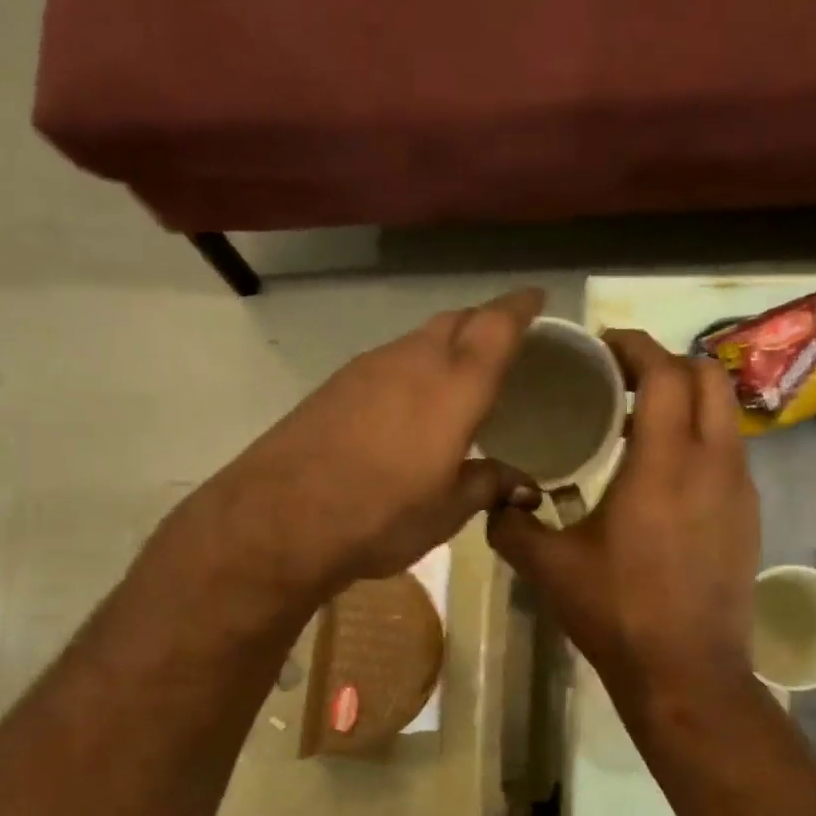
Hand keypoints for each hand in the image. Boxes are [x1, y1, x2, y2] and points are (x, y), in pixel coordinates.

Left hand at [191, 288, 546, 600]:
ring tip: (456, 376)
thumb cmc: (381, 515)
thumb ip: (488, 485)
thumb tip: (523, 484)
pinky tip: (406, 405)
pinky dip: (409, 370)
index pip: (496, 326)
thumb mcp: (446, 511)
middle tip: (501, 340)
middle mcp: (412, 361)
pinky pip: (386, 362)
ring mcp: (366, 368)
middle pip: (455, 321)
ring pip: (417, 340)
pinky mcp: (333, 385)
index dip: (520, 307)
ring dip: (443, 346)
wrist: (280, 518)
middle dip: (483, 322)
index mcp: (454, 386)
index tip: (536, 297)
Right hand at [489, 330, 759, 695]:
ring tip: (639, 424)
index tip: (603, 346)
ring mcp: (739, 490)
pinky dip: (699, 438)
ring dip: (686, 402)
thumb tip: (493, 498)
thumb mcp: (548, 567)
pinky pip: (729, 452)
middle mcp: (713, 463)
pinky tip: (663, 475)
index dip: (635, 347)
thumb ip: (510, 524)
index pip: (664, 373)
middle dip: (667, 365)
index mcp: (664, 463)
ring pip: (725, 415)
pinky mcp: (748, 517)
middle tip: (622, 381)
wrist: (686, 673)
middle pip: (709, 378)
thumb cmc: (617, 613)